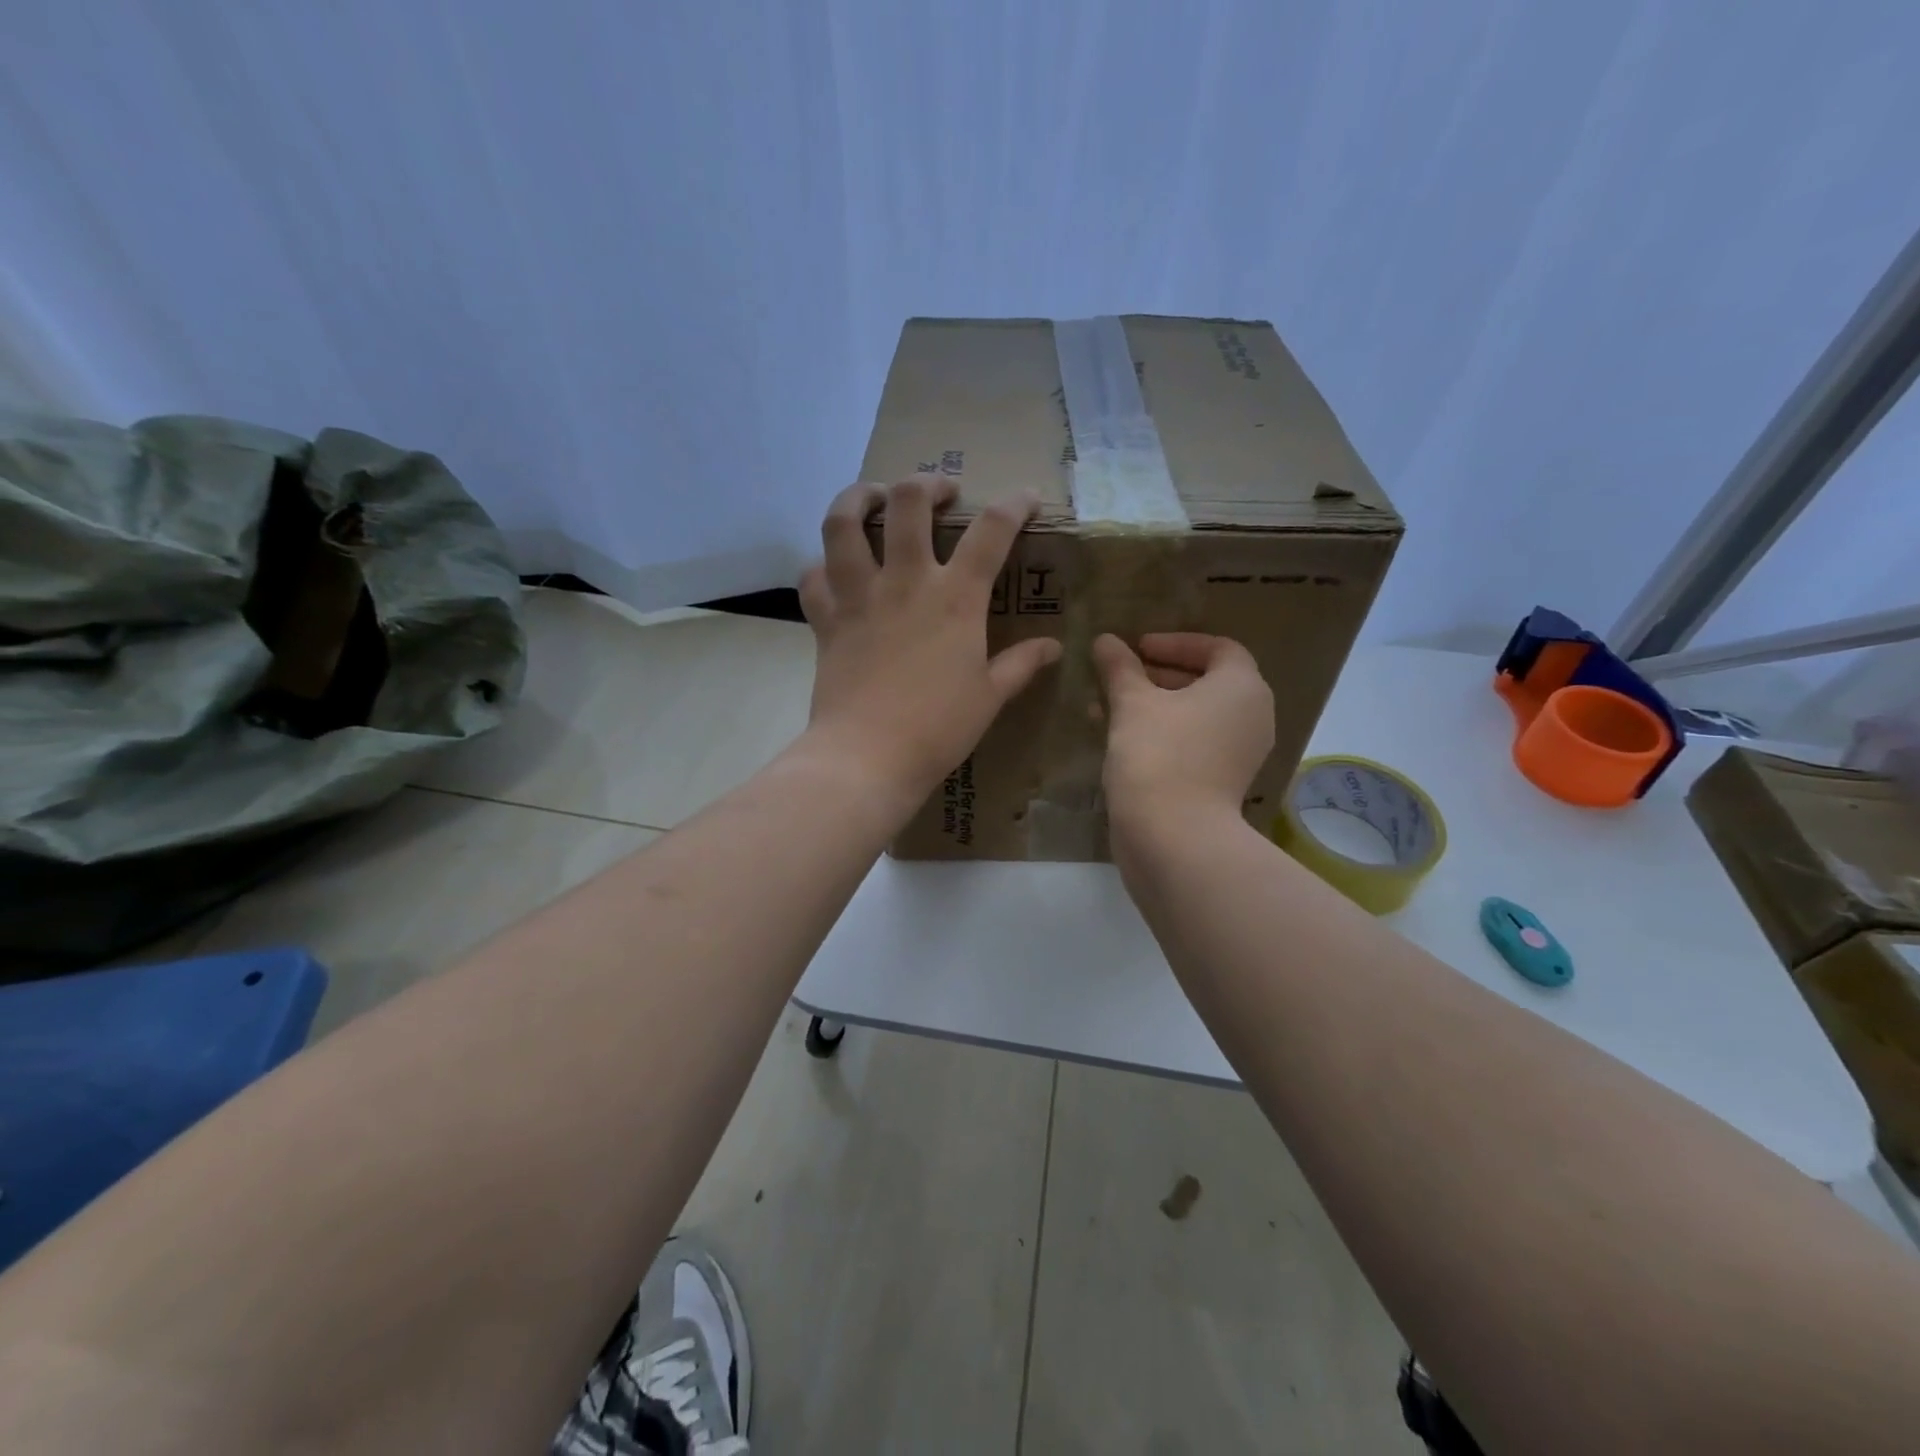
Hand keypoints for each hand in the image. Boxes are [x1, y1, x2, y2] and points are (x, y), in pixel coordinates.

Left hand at [799, 477, 1061, 806]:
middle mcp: (905, 581)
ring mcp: (859, 596)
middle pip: (908, 502)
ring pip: (844, 523)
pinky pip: (813, 576)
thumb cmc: (938, 728)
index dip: (1015, 504)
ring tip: (873, 497)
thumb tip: (1053, 647)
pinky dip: (821, 566)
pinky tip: (833, 569)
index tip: (1026, 497)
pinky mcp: (825, 619)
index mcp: (955, 597)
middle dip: (927, 484)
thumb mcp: (990, 696)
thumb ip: (1021, 664)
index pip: (992, 531)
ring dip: (858, 497)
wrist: (868, 755)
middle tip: (940, 493)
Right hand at [1093, 632, 1273, 832]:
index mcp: (1242, 687)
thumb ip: (1120, 668)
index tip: (1138, 648)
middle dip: (1159, 674)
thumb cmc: (1158, 753)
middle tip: (1120, 675)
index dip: (1176, 642)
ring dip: (1155, 705)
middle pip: (1207, 681)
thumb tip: (1105, 640)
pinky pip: (1193, 743)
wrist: (1174, 836)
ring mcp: (1240, 754)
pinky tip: (1121, 738)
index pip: (1218, 648)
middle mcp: (1252, 716)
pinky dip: (1163, 733)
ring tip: (1110, 706)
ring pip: (1196, 715)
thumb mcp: (1132, 703)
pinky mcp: (1222, 782)